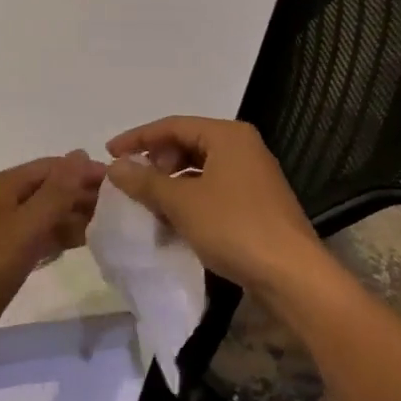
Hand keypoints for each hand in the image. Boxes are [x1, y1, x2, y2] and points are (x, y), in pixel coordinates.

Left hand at [0, 151, 105, 364]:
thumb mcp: (26, 227)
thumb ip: (56, 191)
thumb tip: (81, 153)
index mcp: (5, 185)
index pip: (54, 167)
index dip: (86, 171)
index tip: (121, 184)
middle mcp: (3, 200)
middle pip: (50, 187)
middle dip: (83, 193)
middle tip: (122, 208)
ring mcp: (3, 228)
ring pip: (47, 212)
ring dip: (75, 215)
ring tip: (111, 225)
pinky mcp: (5, 254)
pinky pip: (40, 235)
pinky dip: (61, 235)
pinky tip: (84, 243)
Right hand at [104, 117, 327, 301]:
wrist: (291, 274)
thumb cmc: (233, 227)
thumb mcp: (181, 202)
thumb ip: (145, 181)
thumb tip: (115, 166)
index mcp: (227, 135)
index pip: (173, 125)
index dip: (137, 138)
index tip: (109, 152)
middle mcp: (243, 147)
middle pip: (188, 143)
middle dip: (156, 160)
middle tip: (132, 180)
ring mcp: (253, 175)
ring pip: (200, 168)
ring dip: (171, 181)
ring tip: (148, 200)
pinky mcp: (256, 202)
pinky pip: (213, 189)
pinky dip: (189, 197)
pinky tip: (174, 218)